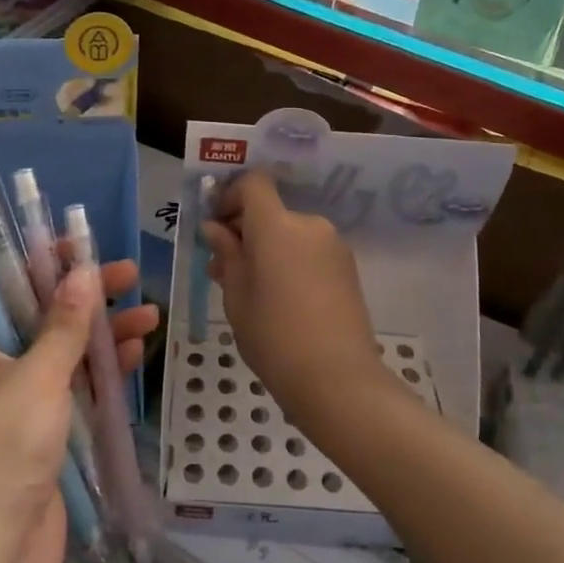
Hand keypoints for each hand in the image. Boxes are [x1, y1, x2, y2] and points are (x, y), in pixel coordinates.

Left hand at [0, 258, 156, 562]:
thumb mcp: (34, 382)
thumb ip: (62, 326)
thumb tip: (83, 270)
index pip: (6, 288)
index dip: (46, 264)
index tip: (86, 244)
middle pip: (41, 320)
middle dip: (85, 300)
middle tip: (131, 277)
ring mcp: (15, 407)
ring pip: (63, 357)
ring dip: (102, 337)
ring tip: (150, 316)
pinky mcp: (41, 439)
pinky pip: (73, 393)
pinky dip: (101, 375)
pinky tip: (134, 356)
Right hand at [202, 169, 384, 429]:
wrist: (337, 378)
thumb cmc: (273, 335)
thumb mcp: (236, 295)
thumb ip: (226, 254)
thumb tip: (216, 229)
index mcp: (277, 225)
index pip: (254, 184)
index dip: (231, 196)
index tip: (216, 226)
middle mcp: (309, 225)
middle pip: (271, 211)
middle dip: (245, 230)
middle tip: (223, 266)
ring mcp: (333, 246)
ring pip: (290, 234)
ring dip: (267, 249)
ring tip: (250, 289)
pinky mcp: (348, 268)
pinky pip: (309, 251)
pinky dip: (290, 262)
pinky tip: (280, 299)